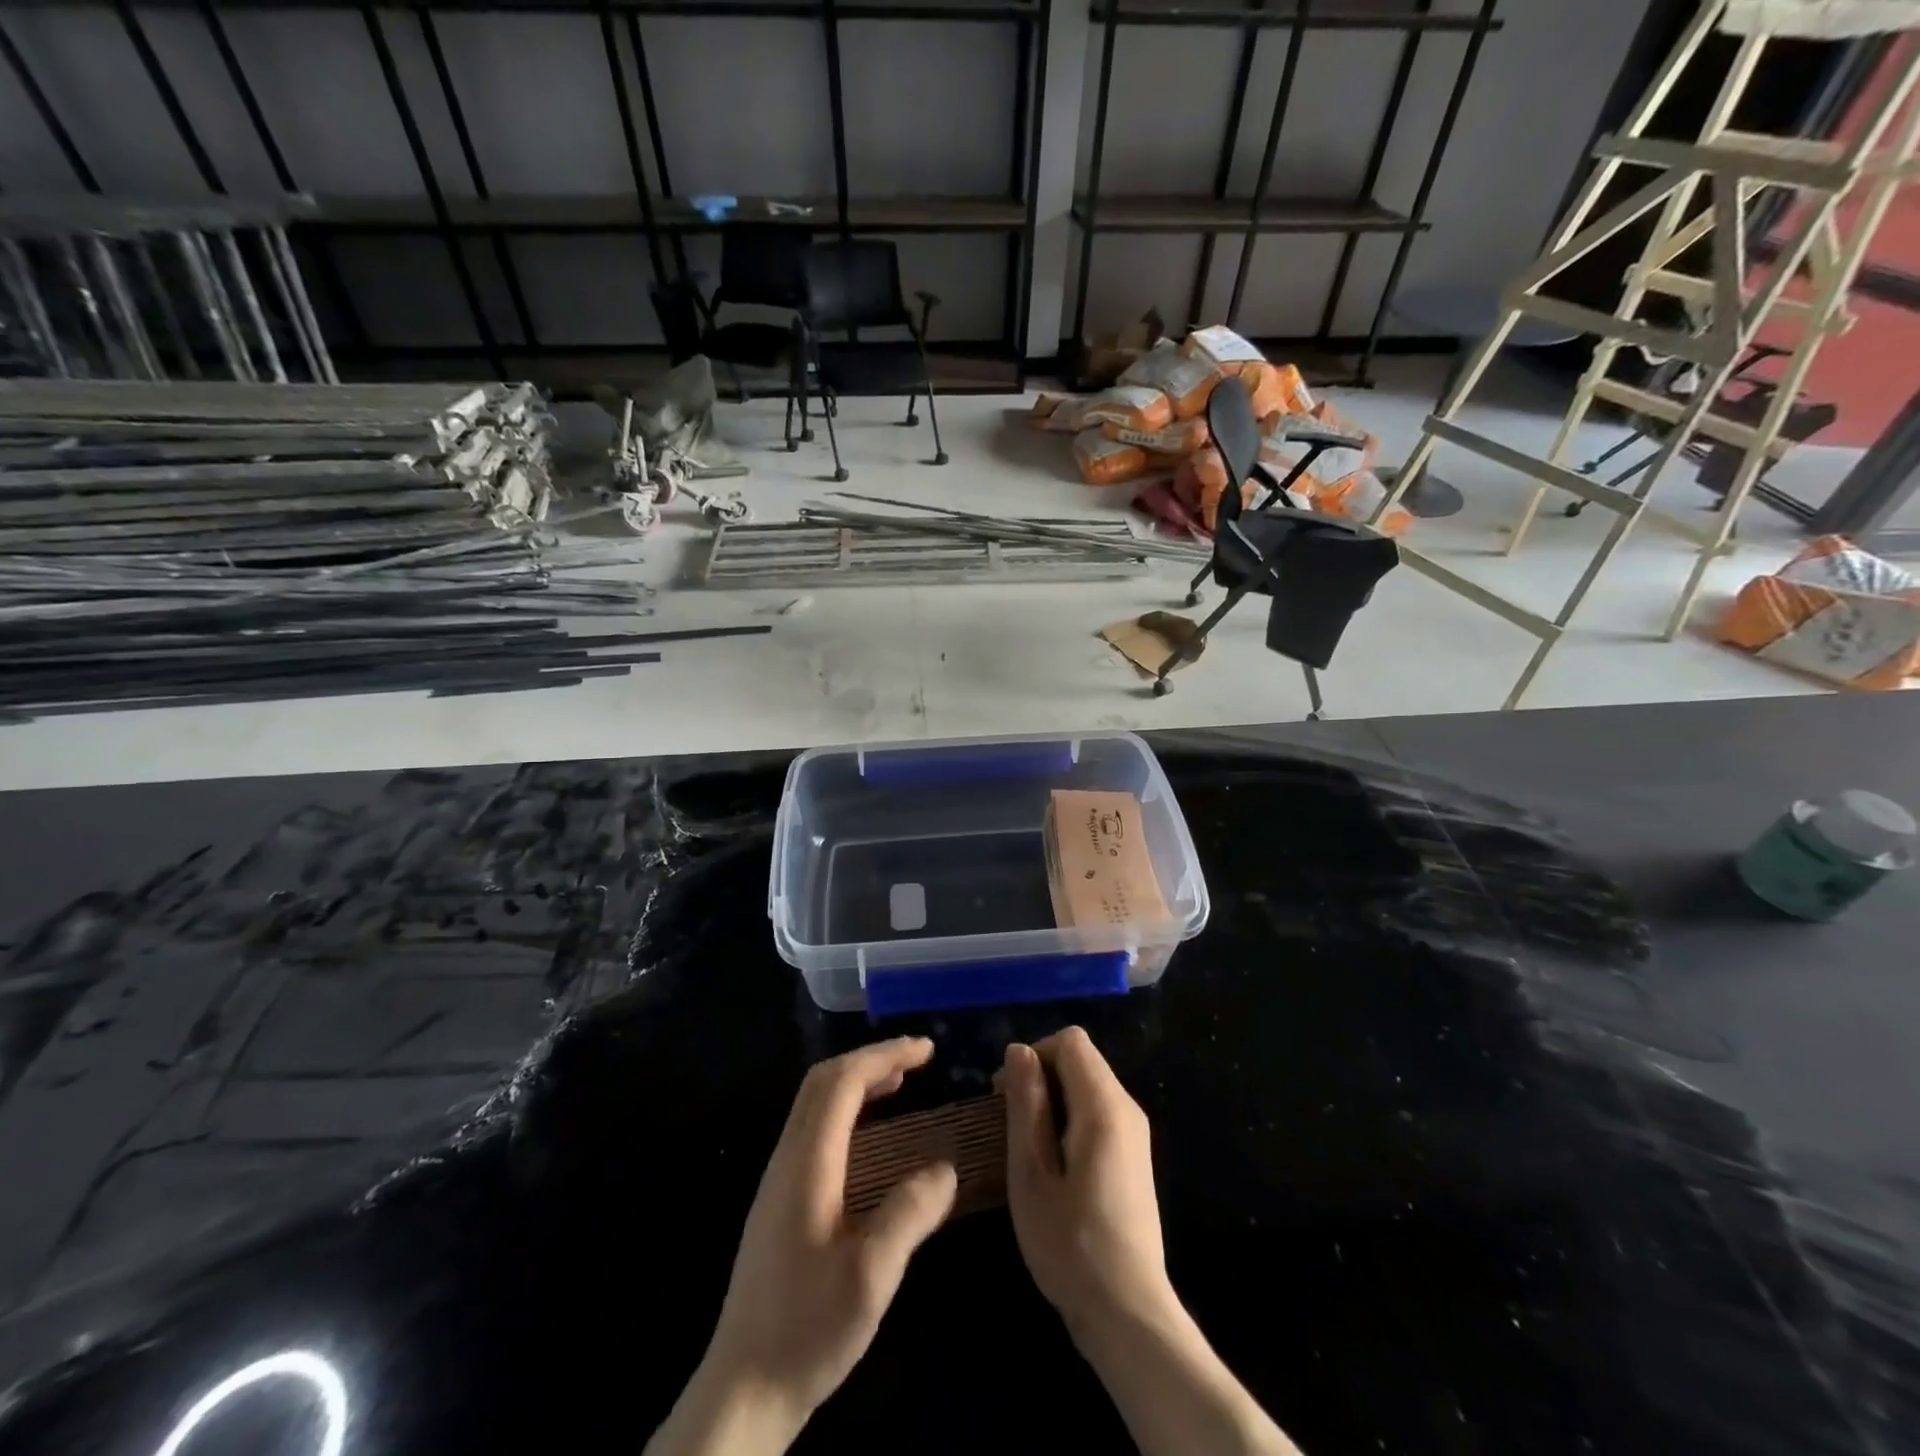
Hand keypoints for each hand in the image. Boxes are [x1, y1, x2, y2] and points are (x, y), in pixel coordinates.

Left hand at [665, 1037, 956, 1453]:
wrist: (742, 1390)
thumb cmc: (807, 1330)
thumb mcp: (870, 1278)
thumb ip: (909, 1216)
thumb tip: (945, 1169)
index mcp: (807, 1163)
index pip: (843, 1082)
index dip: (885, 1056)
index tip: (928, 1051)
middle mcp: (787, 1158)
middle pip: (823, 1081)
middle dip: (871, 1059)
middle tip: (917, 1060)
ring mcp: (778, 1178)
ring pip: (815, 1103)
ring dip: (858, 1082)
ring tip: (901, 1084)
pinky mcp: (779, 1200)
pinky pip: (814, 1128)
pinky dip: (847, 1110)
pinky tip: (872, 1138)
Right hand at [1000, 1027, 1175, 1340]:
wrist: (1127, 1312)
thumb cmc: (1069, 1242)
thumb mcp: (1031, 1172)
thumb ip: (1026, 1103)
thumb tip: (1019, 1050)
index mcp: (1104, 1106)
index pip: (1070, 1041)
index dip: (1034, 1053)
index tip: (1005, 1093)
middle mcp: (1127, 1108)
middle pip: (1081, 1060)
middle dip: (1040, 1076)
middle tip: (1007, 1121)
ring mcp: (1134, 1134)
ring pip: (1088, 1086)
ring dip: (1052, 1100)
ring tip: (1025, 1146)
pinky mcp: (1133, 1157)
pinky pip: (1097, 1112)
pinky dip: (1068, 1119)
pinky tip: (1051, 1164)